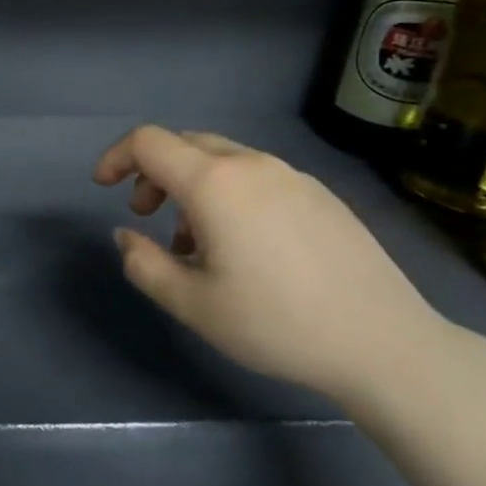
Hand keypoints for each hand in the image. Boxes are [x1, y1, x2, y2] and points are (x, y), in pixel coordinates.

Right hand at [93, 126, 447, 401]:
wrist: (383, 342)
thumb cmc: (276, 323)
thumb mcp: (192, 304)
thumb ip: (144, 264)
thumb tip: (127, 235)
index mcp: (215, 183)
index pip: (149, 142)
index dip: (116, 156)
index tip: (102, 187)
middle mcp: (252, 165)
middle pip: (185, 145)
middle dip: (153, 173)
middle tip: (145, 216)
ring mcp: (292, 176)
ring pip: (222, 161)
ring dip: (191, 186)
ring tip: (193, 242)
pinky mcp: (320, 195)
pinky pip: (256, 178)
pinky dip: (228, 195)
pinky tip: (243, 246)